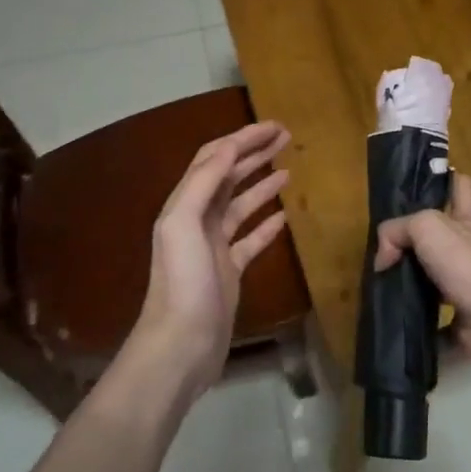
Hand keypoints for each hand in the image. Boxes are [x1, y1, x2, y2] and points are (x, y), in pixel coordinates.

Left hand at [132, 121, 292, 392]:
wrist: (181, 345)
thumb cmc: (182, 282)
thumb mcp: (183, 224)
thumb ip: (202, 183)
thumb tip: (229, 149)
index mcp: (185, 205)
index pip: (214, 159)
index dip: (242, 139)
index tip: (274, 126)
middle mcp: (198, 220)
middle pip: (228, 176)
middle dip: (254, 154)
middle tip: (286, 138)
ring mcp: (214, 247)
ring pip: (241, 205)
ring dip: (262, 183)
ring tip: (289, 169)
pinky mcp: (230, 271)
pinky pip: (251, 239)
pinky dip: (266, 224)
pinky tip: (285, 216)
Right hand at [373, 174, 470, 378]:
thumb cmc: (465, 262)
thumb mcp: (425, 227)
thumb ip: (396, 231)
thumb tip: (383, 259)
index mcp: (468, 218)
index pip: (459, 185)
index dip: (443, 179)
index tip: (418, 187)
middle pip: (443, 233)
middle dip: (417, 238)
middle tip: (386, 245)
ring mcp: (469, 284)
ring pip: (435, 275)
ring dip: (412, 279)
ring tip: (382, 282)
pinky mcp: (463, 317)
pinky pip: (435, 319)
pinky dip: (417, 320)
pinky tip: (394, 319)